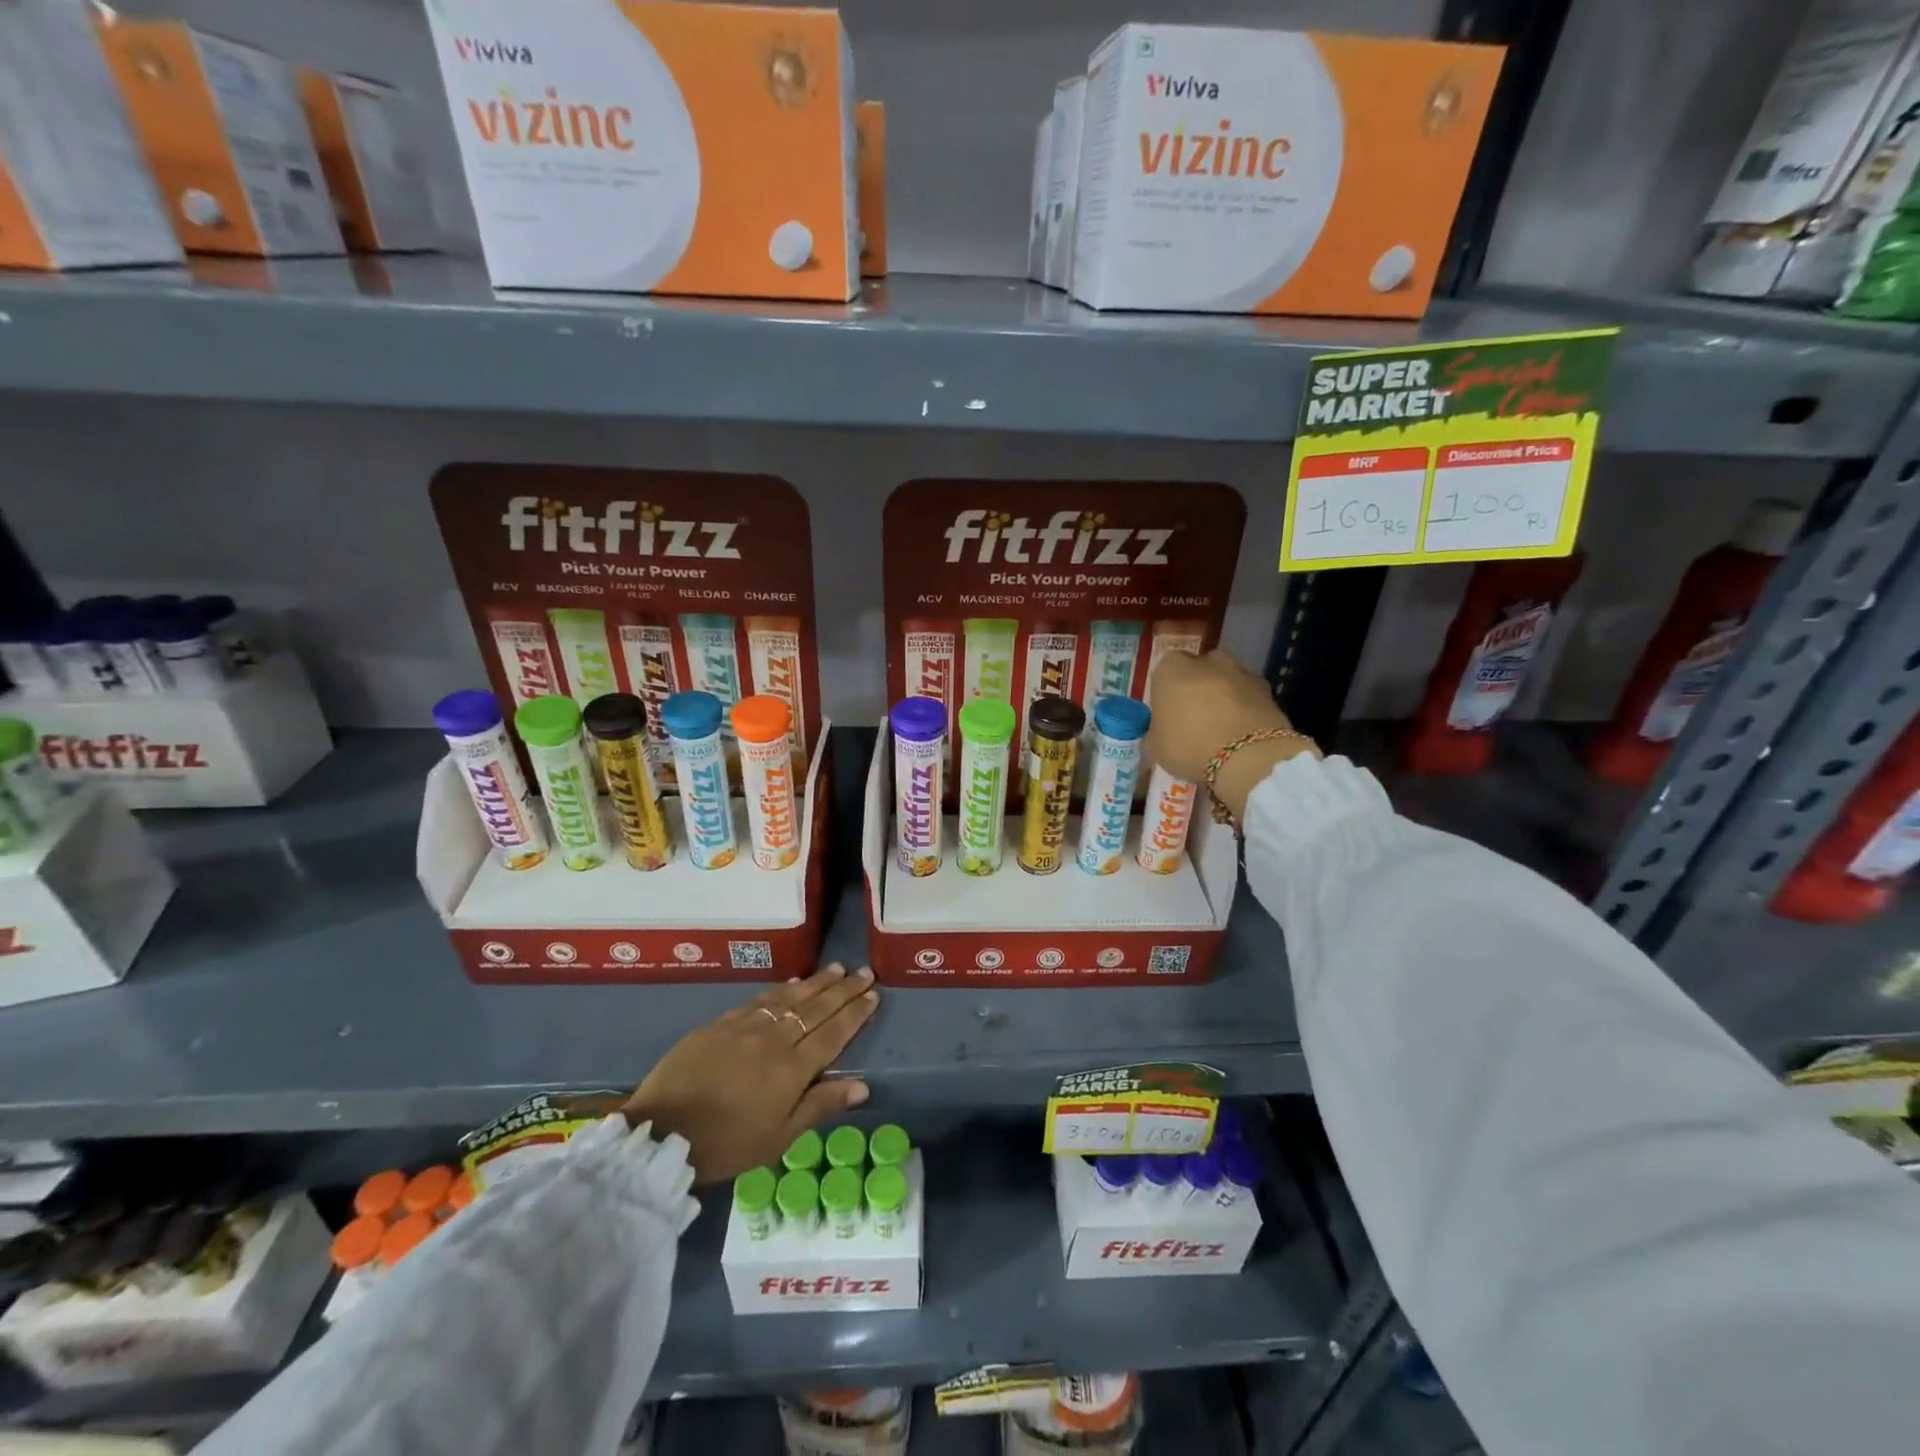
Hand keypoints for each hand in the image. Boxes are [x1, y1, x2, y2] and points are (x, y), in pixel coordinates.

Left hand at [623, 964, 878, 1183]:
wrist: (661, 1133)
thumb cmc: (726, 1145)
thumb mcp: (778, 1139)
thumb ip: (820, 1106)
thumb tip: (862, 1085)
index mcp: (793, 1069)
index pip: (833, 1033)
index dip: (855, 1013)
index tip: (873, 994)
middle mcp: (774, 1038)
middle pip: (816, 1008)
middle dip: (843, 989)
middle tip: (864, 972)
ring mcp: (745, 1027)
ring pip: (789, 997)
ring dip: (816, 982)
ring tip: (836, 969)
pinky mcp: (720, 1023)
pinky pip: (759, 999)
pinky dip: (781, 989)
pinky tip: (792, 983)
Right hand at [1146, 651, 1318, 823]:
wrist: (1248, 757)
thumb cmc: (1189, 746)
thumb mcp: (1155, 745)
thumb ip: (1158, 729)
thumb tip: (1164, 729)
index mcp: (1171, 668)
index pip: (1163, 672)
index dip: (1166, 693)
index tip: (1168, 714)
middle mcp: (1205, 660)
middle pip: (1197, 672)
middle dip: (1196, 690)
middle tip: (1194, 720)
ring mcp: (1240, 671)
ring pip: (1225, 682)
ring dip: (1223, 699)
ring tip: (1222, 731)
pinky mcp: (1267, 688)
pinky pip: (1247, 697)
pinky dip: (1244, 710)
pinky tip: (1242, 735)